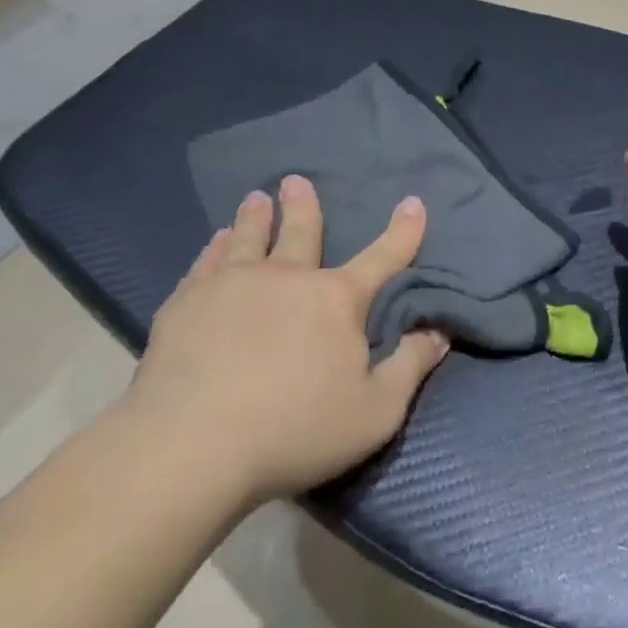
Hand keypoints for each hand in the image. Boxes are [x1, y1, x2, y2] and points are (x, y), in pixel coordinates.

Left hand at [124, 176, 449, 505]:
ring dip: (256, 217)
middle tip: (295, 181)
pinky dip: (215, 248)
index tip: (414, 202)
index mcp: (336, 300)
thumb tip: (440, 330)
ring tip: (255, 199)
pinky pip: (206, 262)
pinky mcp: (187, 303)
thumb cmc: (295, 430)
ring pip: (249, 238)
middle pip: (301, 232)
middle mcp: (287, 277)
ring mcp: (232, 285)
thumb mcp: (376, 411)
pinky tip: (215, 241)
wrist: (193, 446)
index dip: (403, 231)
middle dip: (303, 206)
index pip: (382, 258)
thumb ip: (410, 366)